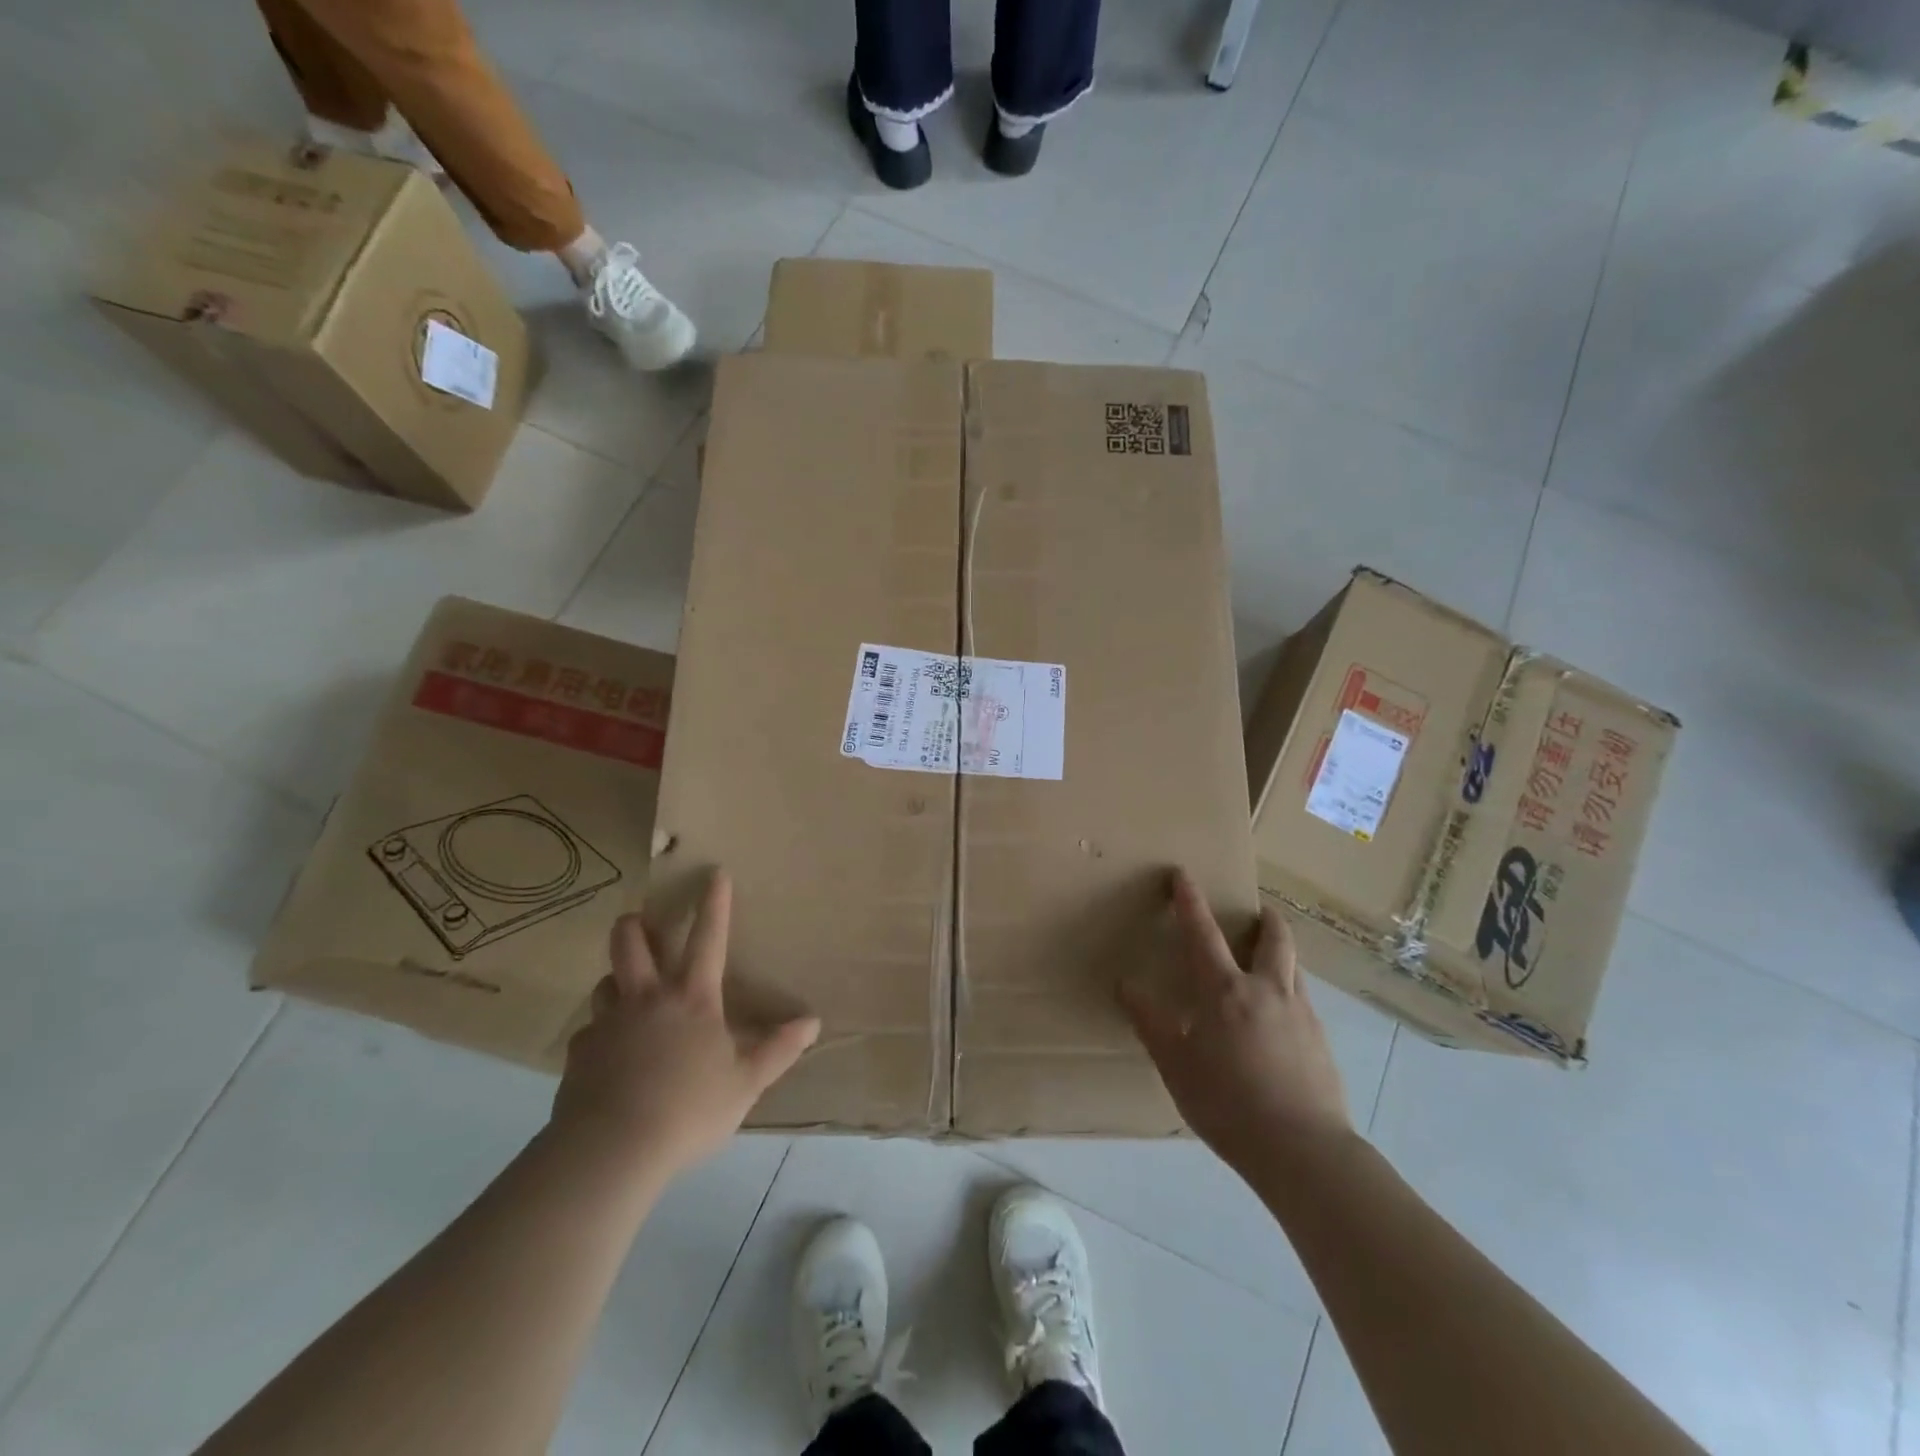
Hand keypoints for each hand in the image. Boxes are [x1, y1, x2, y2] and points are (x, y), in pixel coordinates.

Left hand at [551, 870, 819, 1177]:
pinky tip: (605, 1054)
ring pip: (604, 982)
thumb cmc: (689, 1108)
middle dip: (636, 925)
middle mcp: (647, 998)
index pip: (708, 938)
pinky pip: (588, 1032)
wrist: (611, 1148)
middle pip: (631, 942)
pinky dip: (598, 1034)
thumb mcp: (746, 1082)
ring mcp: (608, 1024)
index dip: (714, 903)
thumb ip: (778, 1050)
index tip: (715, 873)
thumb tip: (812, 1022)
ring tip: (625, 991)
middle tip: (641, 924)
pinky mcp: (579, 1054)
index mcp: (693, 998)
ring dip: (616, 979)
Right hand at [1121, 870, 1350, 1171]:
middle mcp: (1267, 991)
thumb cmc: (1227, 1103)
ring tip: (1270, 959)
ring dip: (1281, 952)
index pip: (1201, 933)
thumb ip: (1150, 1022)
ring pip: (1294, 967)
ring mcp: (1301, 1015)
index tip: (1183, 875)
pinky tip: (1280, 1019)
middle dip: (1265, 919)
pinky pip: (1303, 1001)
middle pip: (1273, 939)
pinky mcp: (1321, 1042)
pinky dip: (1289, 991)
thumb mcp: (1175, 1064)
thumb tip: (1125, 984)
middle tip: (1259, 911)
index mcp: (1224, 991)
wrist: (1303, 1150)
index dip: (1190, 901)